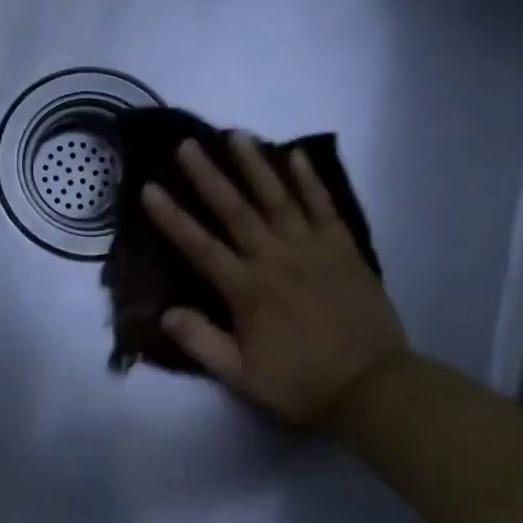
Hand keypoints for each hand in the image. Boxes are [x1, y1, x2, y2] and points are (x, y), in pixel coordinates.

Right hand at [141, 133, 407, 429]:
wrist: (373, 387)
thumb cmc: (300, 383)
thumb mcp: (241, 376)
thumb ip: (201, 342)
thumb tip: (165, 312)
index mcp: (247, 290)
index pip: (199, 246)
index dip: (172, 217)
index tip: (150, 188)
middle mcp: (276, 259)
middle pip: (236, 210)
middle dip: (208, 176)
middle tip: (187, 145)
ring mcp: (313, 250)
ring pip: (278, 199)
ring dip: (255, 166)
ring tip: (236, 135)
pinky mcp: (344, 250)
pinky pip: (324, 207)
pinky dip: (310, 181)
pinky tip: (296, 155)